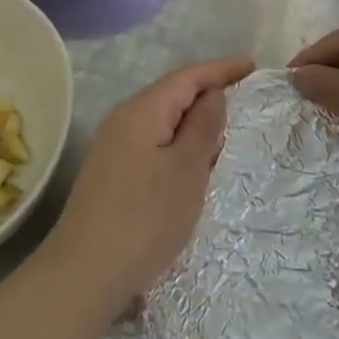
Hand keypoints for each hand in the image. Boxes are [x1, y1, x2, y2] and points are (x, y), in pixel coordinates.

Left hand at [43, 57, 253, 318]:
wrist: (86, 272)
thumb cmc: (145, 217)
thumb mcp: (187, 170)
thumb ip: (203, 127)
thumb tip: (212, 94)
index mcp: (142, 110)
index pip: (187, 76)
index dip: (220, 69)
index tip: (252, 65)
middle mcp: (124, 119)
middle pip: (172, 94)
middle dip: (208, 93)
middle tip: (245, 98)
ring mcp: (114, 147)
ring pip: (163, 121)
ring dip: (194, 122)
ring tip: (226, 130)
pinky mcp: (112, 173)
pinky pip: (153, 143)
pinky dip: (178, 144)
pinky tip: (194, 163)